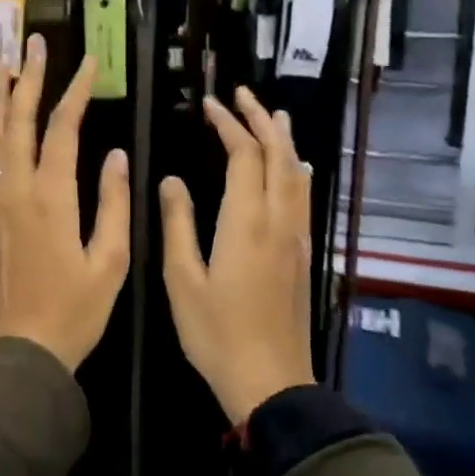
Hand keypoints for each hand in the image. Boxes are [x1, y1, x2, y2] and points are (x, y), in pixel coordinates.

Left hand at [0, 35, 130, 371]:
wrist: (19, 353)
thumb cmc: (74, 311)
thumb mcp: (111, 263)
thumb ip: (115, 204)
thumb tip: (118, 156)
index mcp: (52, 197)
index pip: (64, 128)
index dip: (76, 90)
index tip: (89, 61)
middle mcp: (16, 190)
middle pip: (20, 121)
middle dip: (29, 78)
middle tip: (32, 42)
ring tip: (1, 64)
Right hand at [160, 87, 314, 423]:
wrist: (270, 381)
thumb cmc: (216, 333)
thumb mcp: (182, 279)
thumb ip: (178, 224)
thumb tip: (171, 180)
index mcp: (246, 222)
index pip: (244, 156)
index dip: (228, 125)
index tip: (209, 104)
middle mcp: (279, 221)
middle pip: (278, 155)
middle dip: (260, 119)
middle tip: (242, 94)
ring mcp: (296, 237)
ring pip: (297, 174)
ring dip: (283, 140)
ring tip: (273, 115)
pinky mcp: (303, 254)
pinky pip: (303, 197)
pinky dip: (295, 169)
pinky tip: (295, 168)